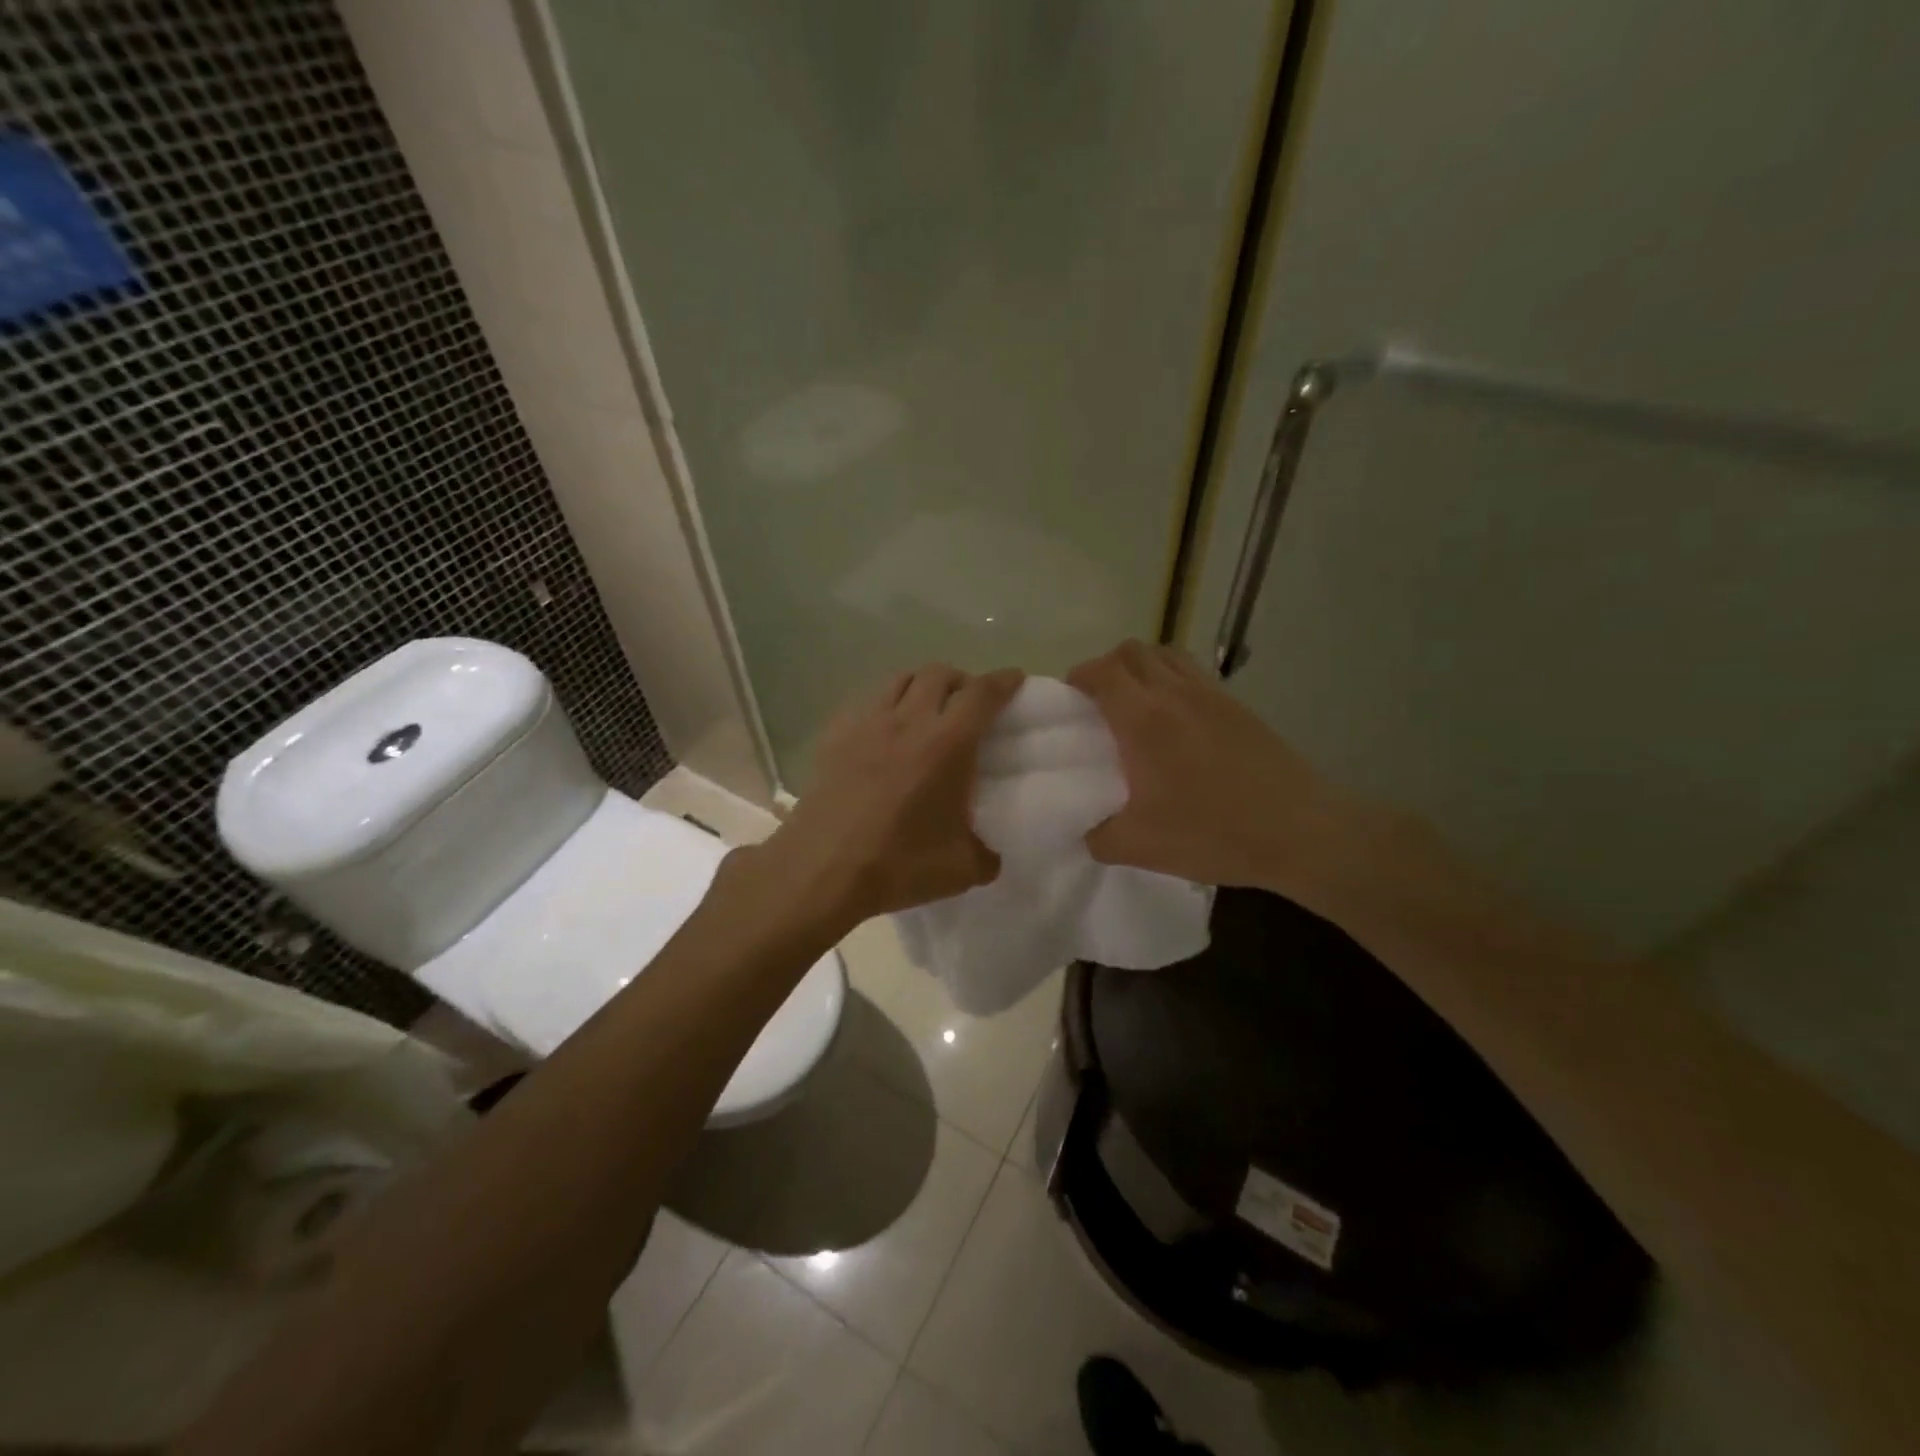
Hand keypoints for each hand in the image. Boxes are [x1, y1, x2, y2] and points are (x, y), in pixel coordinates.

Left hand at [738, 664, 1024, 937]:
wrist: (821, 869)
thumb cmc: (897, 864)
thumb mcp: (961, 870)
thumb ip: (986, 856)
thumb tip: (991, 854)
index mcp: (948, 743)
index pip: (982, 694)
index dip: (1003, 681)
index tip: (1014, 679)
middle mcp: (909, 720)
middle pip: (939, 673)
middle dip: (961, 680)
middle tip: (968, 704)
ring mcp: (867, 723)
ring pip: (900, 679)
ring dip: (921, 685)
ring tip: (926, 710)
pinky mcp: (835, 734)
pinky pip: (866, 700)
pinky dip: (884, 704)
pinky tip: (883, 730)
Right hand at [1068, 640, 1369, 905]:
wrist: (1299, 831)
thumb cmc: (1213, 832)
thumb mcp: (1140, 847)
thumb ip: (1098, 837)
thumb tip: (1086, 832)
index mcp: (1143, 719)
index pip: (1103, 672)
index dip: (1080, 676)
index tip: (1069, 697)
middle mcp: (1174, 693)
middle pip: (1133, 651)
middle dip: (1107, 667)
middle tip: (1099, 701)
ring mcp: (1211, 695)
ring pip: (1166, 654)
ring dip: (1142, 667)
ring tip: (1136, 703)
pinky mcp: (1238, 706)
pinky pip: (1194, 673)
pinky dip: (1173, 678)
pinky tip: (1176, 718)